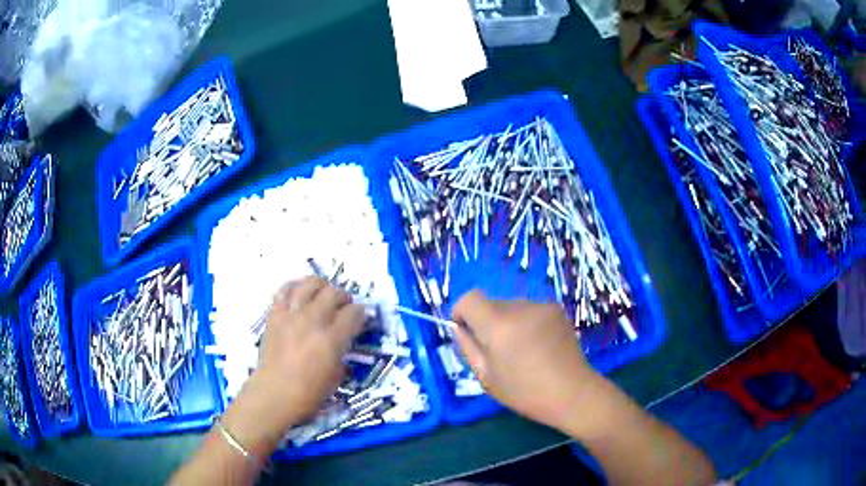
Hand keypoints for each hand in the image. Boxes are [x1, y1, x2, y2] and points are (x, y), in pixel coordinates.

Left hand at [222, 277, 364, 454]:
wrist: (274, 394)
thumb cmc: (308, 394)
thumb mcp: (336, 377)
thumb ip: (342, 353)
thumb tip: (343, 341)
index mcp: (331, 340)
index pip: (353, 313)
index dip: (360, 313)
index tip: (360, 318)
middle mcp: (312, 322)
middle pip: (333, 293)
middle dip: (343, 298)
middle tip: (343, 307)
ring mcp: (291, 316)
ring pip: (310, 284)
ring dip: (321, 286)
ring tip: (323, 295)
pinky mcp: (274, 315)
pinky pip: (284, 290)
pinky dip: (295, 287)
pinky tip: (300, 293)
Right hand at [452, 290, 601, 430]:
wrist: (572, 392)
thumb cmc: (525, 392)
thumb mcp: (486, 377)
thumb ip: (467, 347)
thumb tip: (459, 327)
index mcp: (499, 325)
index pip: (469, 298)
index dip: (461, 312)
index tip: (467, 333)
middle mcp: (520, 307)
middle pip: (490, 303)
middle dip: (486, 322)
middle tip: (498, 351)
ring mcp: (541, 306)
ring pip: (510, 306)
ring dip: (507, 322)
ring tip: (521, 350)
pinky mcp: (556, 309)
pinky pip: (529, 310)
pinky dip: (526, 323)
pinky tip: (538, 345)